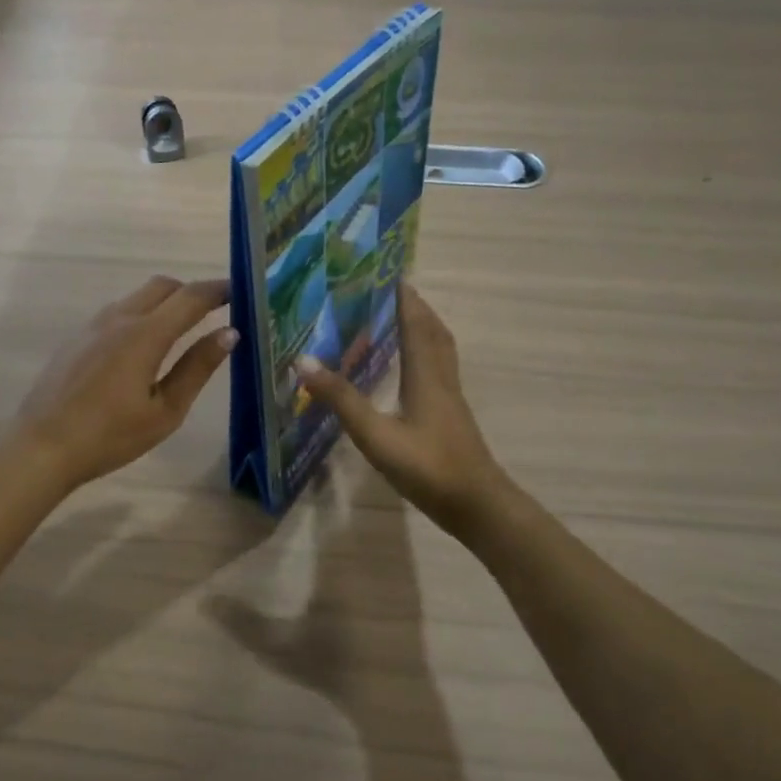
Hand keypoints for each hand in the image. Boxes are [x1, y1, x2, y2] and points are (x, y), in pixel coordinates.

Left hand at [15, 276, 235, 492]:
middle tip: (213, 311)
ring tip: (182, 329)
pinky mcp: (77, 338)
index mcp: (145, 334)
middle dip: (191, 292)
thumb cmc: (110, 436)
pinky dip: (141, 315)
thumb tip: (229, 333)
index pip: (190, 298)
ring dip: (164, 302)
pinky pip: (118, 312)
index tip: (240, 291)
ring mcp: (93, 326)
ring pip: (137, 297)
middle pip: (162, 286)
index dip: (218, 290)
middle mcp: (119, 318)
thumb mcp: (165, 410)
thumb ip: (197, 368)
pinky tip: (143, 347)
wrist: (42, 448)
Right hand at [297, 284, 512, 538]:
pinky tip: (413, 371)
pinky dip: (427, 355)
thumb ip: (342, 400)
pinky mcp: (452, 417)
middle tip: (393, 293)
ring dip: (425, 329)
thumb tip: (304, 362)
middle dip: (416, 309)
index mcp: (426, 375)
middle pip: (434, 332)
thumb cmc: (428, 467)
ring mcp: (451, 399)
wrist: (476, 505)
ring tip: (404, 321)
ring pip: (441, 351)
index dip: (405, 299)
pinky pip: (440, 370)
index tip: (391, 275)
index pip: (416, 325)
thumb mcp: (376, 435)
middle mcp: (442, 379)